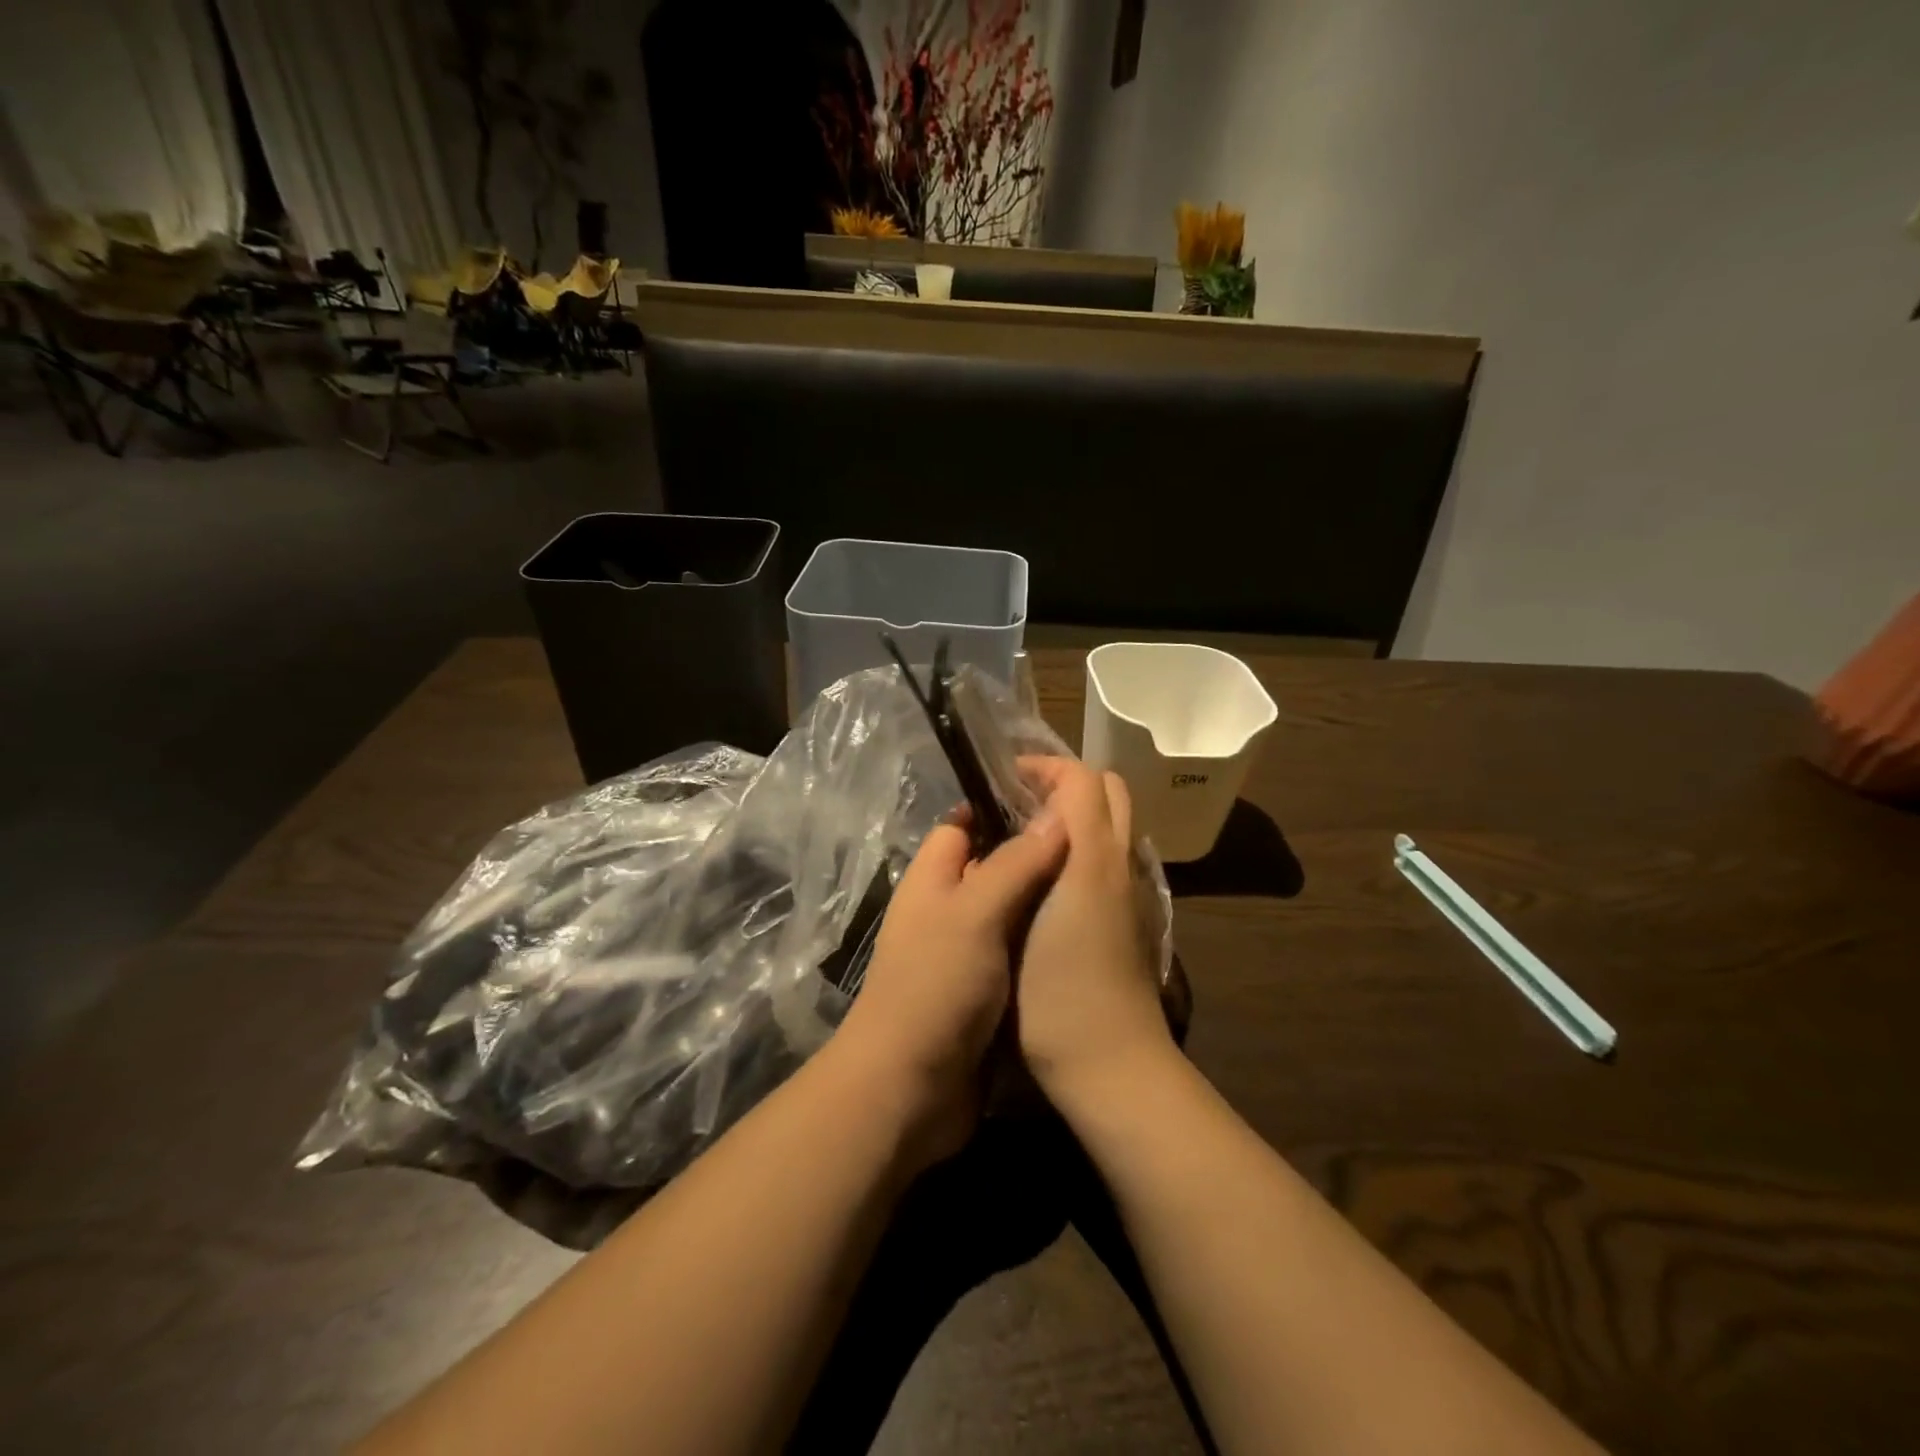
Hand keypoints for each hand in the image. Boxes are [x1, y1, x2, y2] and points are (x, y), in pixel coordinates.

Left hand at [833, 812, 1067, 1166]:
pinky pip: (1021, 953)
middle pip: (995, 867)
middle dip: (1038, 856)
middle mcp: (949, 909)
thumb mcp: (975, 914)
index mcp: (933, 879)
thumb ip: (1015, 863)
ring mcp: (968, 952)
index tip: (1058, 800)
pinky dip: (1047, 944)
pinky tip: (1087, 937)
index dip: (1002, 807)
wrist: (910, 1089)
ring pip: (1014, 912)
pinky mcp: (989, 991)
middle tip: (1097, 844)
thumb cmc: (935, 986)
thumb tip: (1059, 813)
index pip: (964, 824)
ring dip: (1048, 903)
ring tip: (1105, 884)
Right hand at [1015, 758, 1178, 1110]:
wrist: (1111, 1064)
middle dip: (1063, 783)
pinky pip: (1111, 856)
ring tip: (1024, 837)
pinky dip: (1083, 844)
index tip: (1003, 779)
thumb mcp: (1032, 914)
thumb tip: (1030, 814)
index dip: (1042, 766)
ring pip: (1112, 825)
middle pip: (1108, 792)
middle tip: (1016, 803)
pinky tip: (1046, 878)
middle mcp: (1122, 863)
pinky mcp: (1131, 918)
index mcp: (1096, 855)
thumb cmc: (1058, 991)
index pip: (1082, 777)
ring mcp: (1132, 892)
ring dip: (1074, 814)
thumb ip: (1036, 852)